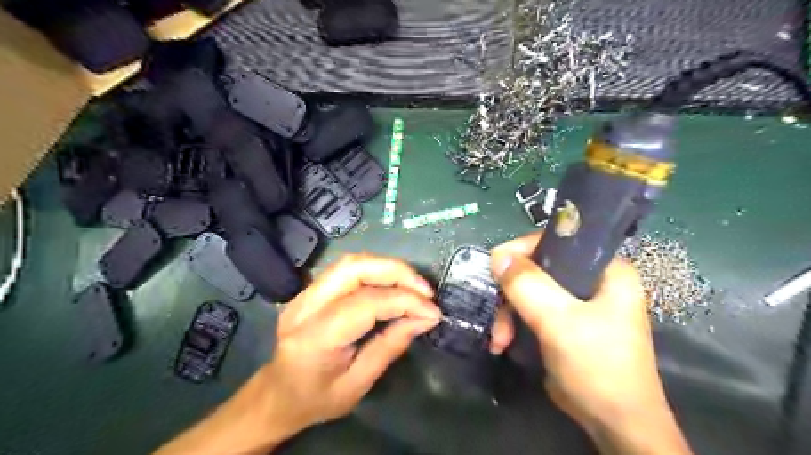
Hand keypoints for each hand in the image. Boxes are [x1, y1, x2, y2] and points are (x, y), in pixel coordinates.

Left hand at [255, 253, 440, 437]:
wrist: (276, 395)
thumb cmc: (317, 399)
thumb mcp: (358, 384)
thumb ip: (391, 346)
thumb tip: (425, 318)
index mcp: (314, 338)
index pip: (365, 303)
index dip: (404, 301)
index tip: (432, 311)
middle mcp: (305, 307)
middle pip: (354, 268)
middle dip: (396, 272)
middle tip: (425, 290)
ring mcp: (304, 294)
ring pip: (351, 262)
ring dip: (388, 268)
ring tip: (414, 286)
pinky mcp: (310, 290)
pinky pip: (347, 269)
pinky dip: (376, 271)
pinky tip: (393, 284)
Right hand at [488, 234, 690, 454]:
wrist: (614, 424)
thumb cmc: (597, 366)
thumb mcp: (559, 321)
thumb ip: (527, 285)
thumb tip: (497, 255)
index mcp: (606, 269)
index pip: (557, 242)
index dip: (522, 251)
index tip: (495, 269)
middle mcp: (593, 281)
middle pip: (538, 269)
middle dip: (511, 295)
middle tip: (497, 318)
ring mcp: (578, 303)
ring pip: (530, 292)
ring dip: (509, 314)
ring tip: (499, 340)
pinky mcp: (566, 323)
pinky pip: (532, 310)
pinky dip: (515, 324)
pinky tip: (504, 343)